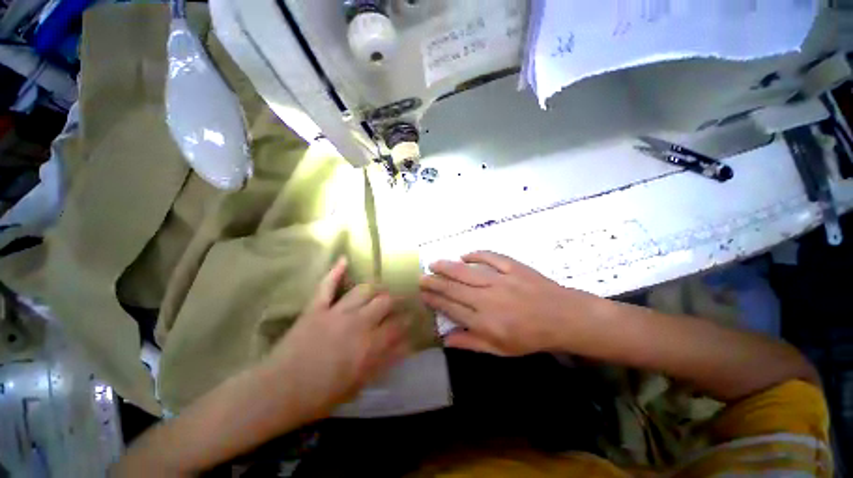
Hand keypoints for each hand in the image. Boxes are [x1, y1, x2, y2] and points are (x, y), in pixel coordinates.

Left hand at [264, 258, 408, 419]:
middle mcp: (358, 322)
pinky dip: (336, 271)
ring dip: (375, 288)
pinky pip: (327, 285)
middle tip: (397, 303)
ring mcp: (336, 312)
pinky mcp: (316, 307)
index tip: (410, 319)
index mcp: (369, 345)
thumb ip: (385, 362)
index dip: (406, 320)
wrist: (279, 392)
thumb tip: (406, 346)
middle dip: (395, 300)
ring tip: (380, 290)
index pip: (397, 325)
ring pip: (364, 290)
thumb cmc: (321, 395)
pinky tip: (344, 259)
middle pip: (385, 301)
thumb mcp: (360, 384)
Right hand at [420, 251, 605, 355]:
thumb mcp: (501, 350)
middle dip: (434, 282)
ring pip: (467, 271)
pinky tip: (464, 254)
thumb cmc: (531, 337)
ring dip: (448, 267)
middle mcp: (489, 299)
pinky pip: (490, 257)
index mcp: (485, 322)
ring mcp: (501, 280)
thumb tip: (445, 338)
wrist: (564, 318)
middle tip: (421, 277)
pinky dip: (476, 254)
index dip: (435, 300)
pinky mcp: (513, 267)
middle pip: (454, 288)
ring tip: (433, 263)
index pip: (452, 308)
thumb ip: (471, 343)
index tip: (423, 294)